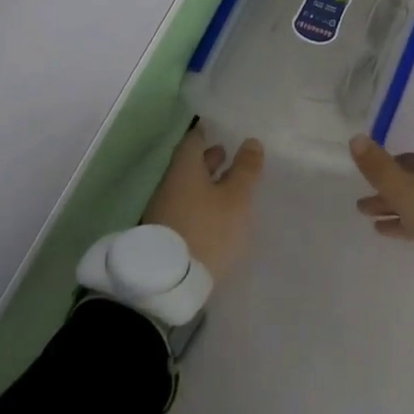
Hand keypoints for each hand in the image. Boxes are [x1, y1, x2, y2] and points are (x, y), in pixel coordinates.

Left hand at [143, 120, 264, 285]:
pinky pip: (184, 209)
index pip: (194, 140)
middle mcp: (170, 185)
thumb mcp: (236, 198)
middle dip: (208, 160)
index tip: (221, 130)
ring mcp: (163, 211)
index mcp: (185, 169)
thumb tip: (251, 141)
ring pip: (187, 188)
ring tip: (227, 188)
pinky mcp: (164, 236)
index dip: (208, 133)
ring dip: (205, 184)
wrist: (167, 284)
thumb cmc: (207, 230)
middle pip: (189, 165)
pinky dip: (200, 204)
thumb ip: (245, 169)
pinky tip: (215, 215)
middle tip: (228, 155)